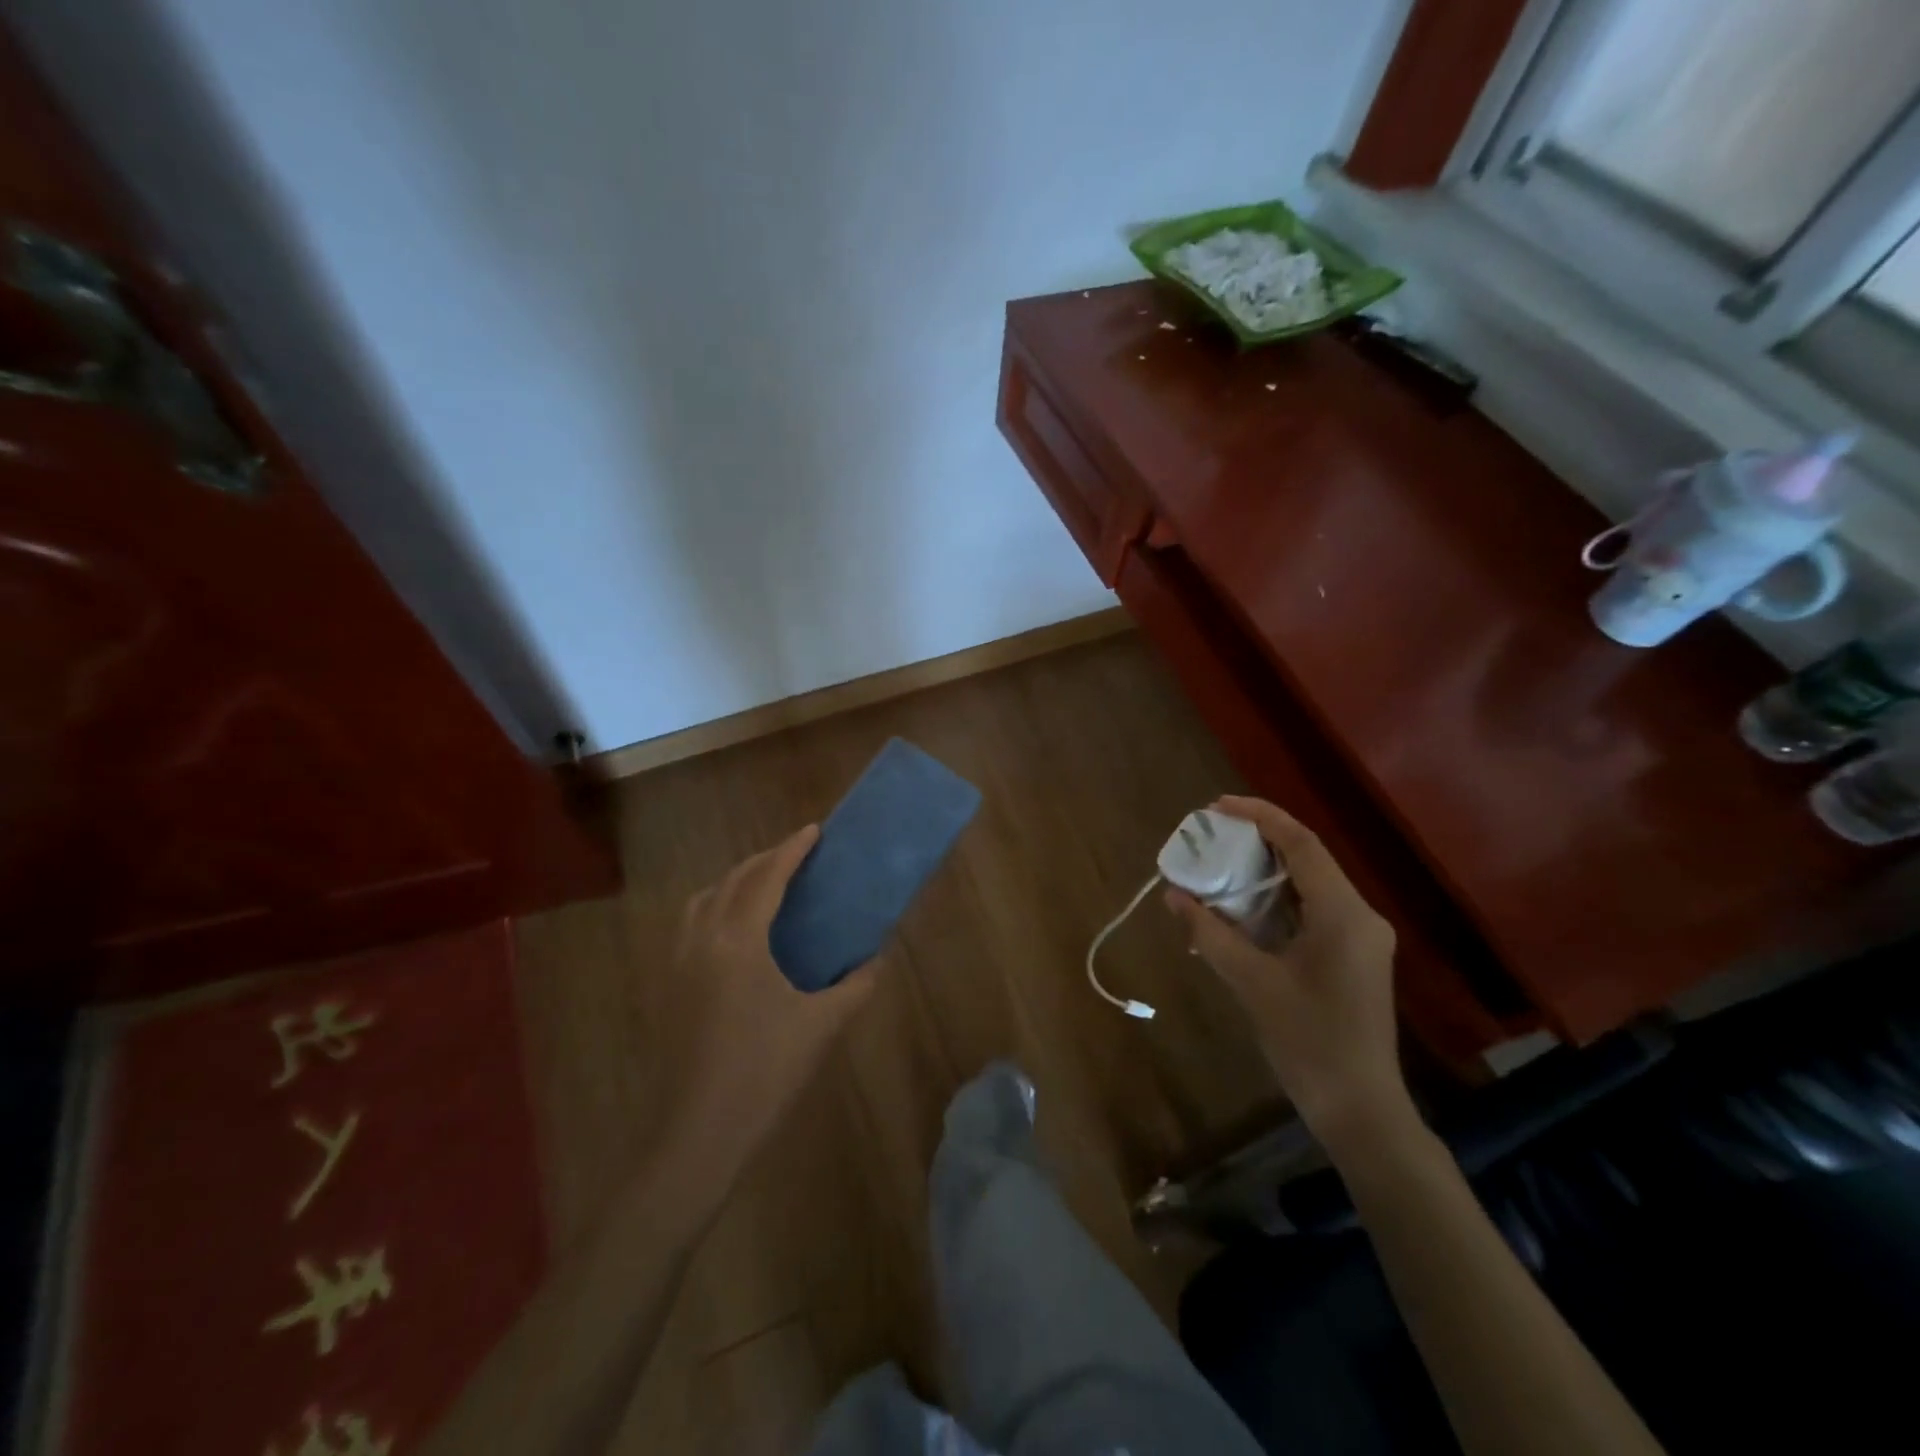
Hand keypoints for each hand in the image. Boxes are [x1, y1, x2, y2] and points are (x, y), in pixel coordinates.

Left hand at [656, 825, 876, 1170]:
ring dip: (734, 880)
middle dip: (765, 859)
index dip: (791, 850)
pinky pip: (692, 923)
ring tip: (764, 884)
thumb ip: (855, 985)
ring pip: (705, 899)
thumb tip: (877, 959)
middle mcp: (703, 939)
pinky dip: (715, 906)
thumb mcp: (822, 1025)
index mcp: (739, 941)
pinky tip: (735, 929)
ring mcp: (680, 962)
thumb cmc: (766, 1071)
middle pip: (732, 880)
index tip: (814, 830)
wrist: (701, 1131)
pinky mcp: (670, 985)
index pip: (766, 878)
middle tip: (797, 853)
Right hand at [1165, 796, 1412, 1156]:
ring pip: (1309, 885)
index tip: (1216, 807)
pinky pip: (1312, 911)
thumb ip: (1210, 933)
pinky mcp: (1353, 956)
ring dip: (1265, 871)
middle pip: (1307, 858)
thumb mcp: (1251, 982)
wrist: (1360, 1108)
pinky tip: (1241, 908)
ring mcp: (1360, 937)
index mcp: (1344, 913)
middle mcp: (1360, 915)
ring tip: (1218, 864)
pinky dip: (1275, 901)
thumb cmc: (1307, 1041)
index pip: (1301, 843)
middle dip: (1258, 840)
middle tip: (1210, 834)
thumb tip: (1173, 895)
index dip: (1259, 816)